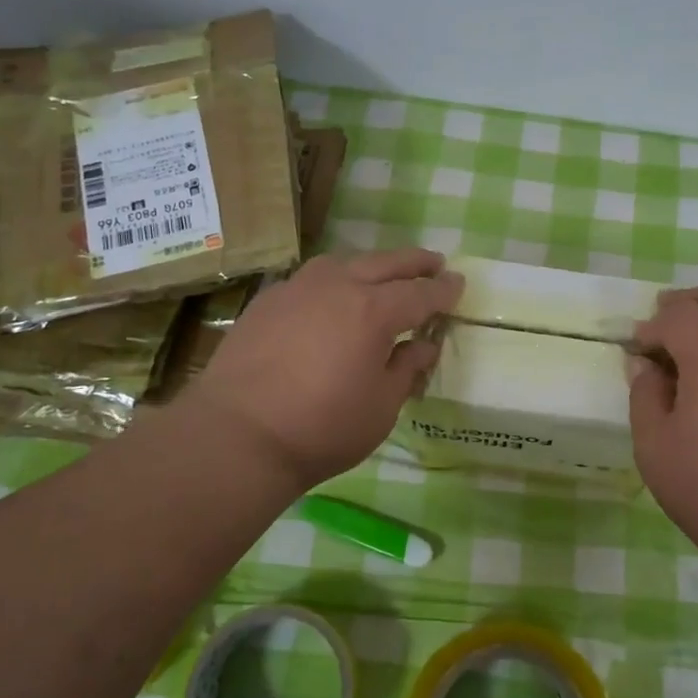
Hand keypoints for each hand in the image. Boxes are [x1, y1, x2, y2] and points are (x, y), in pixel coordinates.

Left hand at [177, 248, 462, 488]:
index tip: (459, 284)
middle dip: (414, 262)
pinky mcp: (267, 301)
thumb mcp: (381, 408)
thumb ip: (406, 369)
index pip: (420, 293)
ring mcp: (298, 289)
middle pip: (385, 264)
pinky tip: (331, 295)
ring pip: (344, 262)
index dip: (443, 290)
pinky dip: (334, 279)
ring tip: (383, 272)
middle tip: (434, 262)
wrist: (238, 435)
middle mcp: (338, 286)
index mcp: (374, 311)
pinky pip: (311, 278)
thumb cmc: (322, 428)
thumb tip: (424, 345)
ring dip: (372, 264)